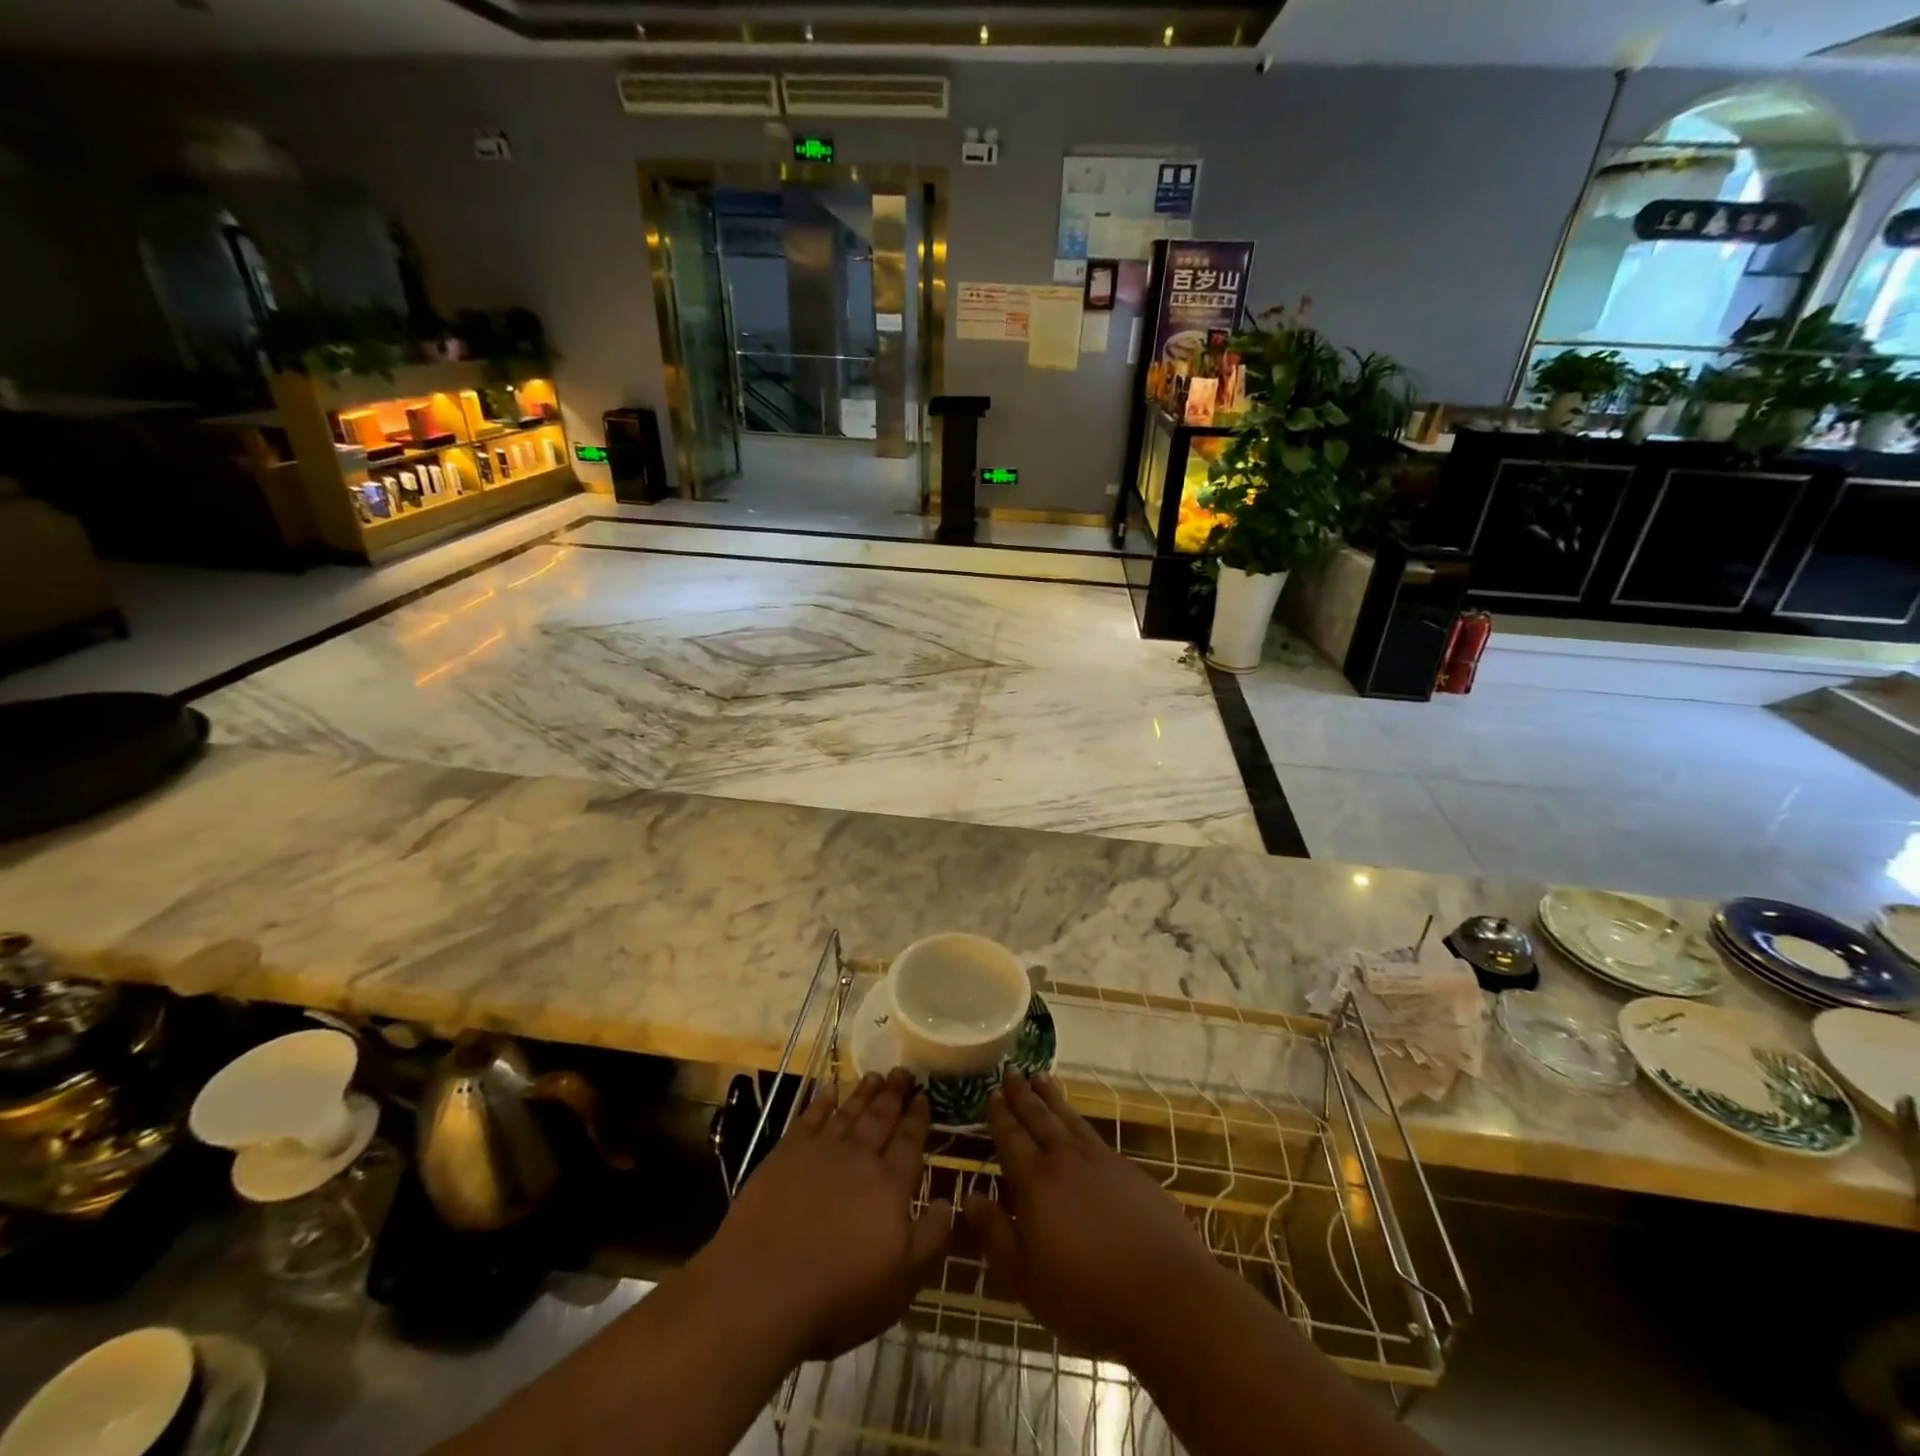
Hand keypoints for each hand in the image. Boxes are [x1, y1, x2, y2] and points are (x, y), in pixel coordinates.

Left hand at [701, 1068, 950, 1361]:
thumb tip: (947, 1201)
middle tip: (903, 1071)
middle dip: (894, 1094)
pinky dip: (821, 1103)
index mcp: (890, 1186)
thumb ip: (931, 1238)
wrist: (762, 1289)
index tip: (924, 1095)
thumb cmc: (839, 1295)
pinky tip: (829, 1091)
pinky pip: (809, 1119)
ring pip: (849, 1113)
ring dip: (864, 1093)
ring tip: (876, 1074)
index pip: (909, 1142)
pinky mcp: (785, 1155)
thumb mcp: (902, 1282)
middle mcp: (859, 1159)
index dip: (917, 1118)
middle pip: (881, 1118)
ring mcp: (820, 1152)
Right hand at [965, 1067, 1222, 1359]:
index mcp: (1036, 1183)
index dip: (1000, 1115)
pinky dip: (1078, 1119)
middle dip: (1022, 1094)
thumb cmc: (1087, 1296)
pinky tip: (1078, 1123)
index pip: (1012, 1138)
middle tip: (1011, 1070)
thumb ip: (996, 1233)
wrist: (1166, 1294)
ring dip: (1052, 1097)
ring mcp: (1102, 1161)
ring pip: (1069, 1118)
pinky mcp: (1130, 1171)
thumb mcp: (1027, 1278)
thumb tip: (970, 1196)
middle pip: (1039, 1118)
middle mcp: (1066, 1160)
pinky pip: (1094, 1134)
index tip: (992, 1092)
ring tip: (1040, 1077)